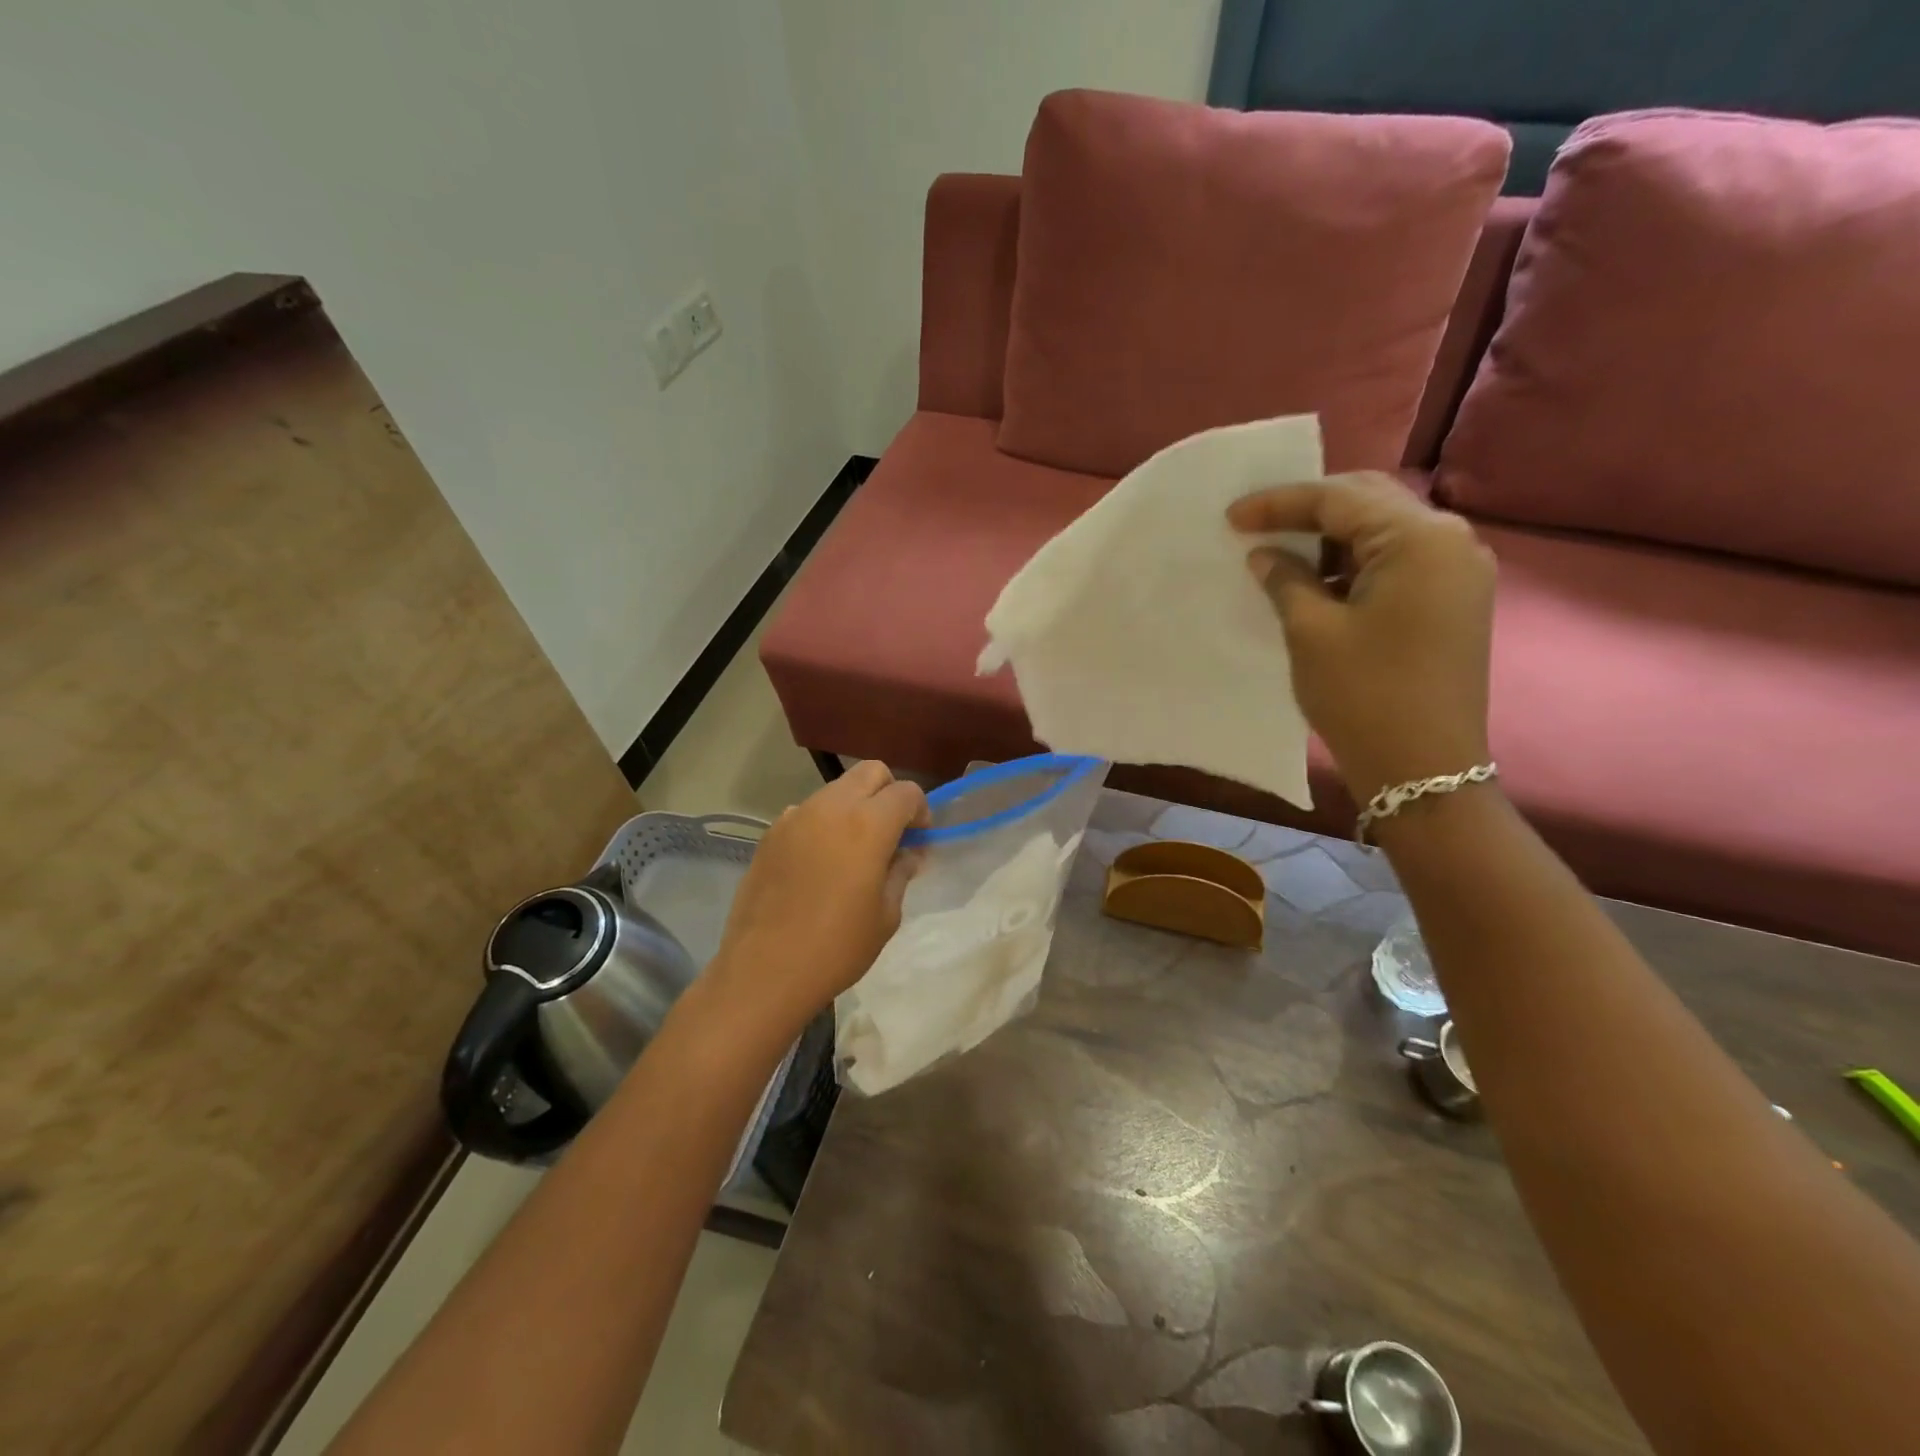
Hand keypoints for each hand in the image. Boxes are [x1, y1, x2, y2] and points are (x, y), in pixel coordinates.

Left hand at [701, 761, 927, 1038]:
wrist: (764, 971)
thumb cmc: (836, 948)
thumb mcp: (885, 916)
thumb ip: (900, 873)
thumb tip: (907, 854)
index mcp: (868, 824)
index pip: (906, 791)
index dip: (920, 810)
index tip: (918, 839)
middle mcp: (831, 807)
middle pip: (870, 772)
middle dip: (888, 793)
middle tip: (891, 832)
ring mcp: (795, 817)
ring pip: (836, 789)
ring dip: (854, 806)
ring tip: (853, 850)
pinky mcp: (770, 834)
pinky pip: (806, 812)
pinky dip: (823, 823)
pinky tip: (819, 863)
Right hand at [1228, 472, 1495, 804]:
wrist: (1424, 768)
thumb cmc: (1364, 694)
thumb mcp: (1311, 631)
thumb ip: (1285, 579)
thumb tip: (1265, 555)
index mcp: (1420, 539)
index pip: (1340, 499)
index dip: (1280, 503)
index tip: (1231, 516)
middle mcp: (1450, 542)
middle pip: (1370, 503)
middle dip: (1310, 512)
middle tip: (1257, 526)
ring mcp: (1458, 573)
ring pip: (1384, 533)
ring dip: (1332, 539)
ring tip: (1281, 555)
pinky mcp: (1453, 602)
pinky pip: (1397, 564)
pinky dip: (1354, 565)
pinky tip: (1317, 582)